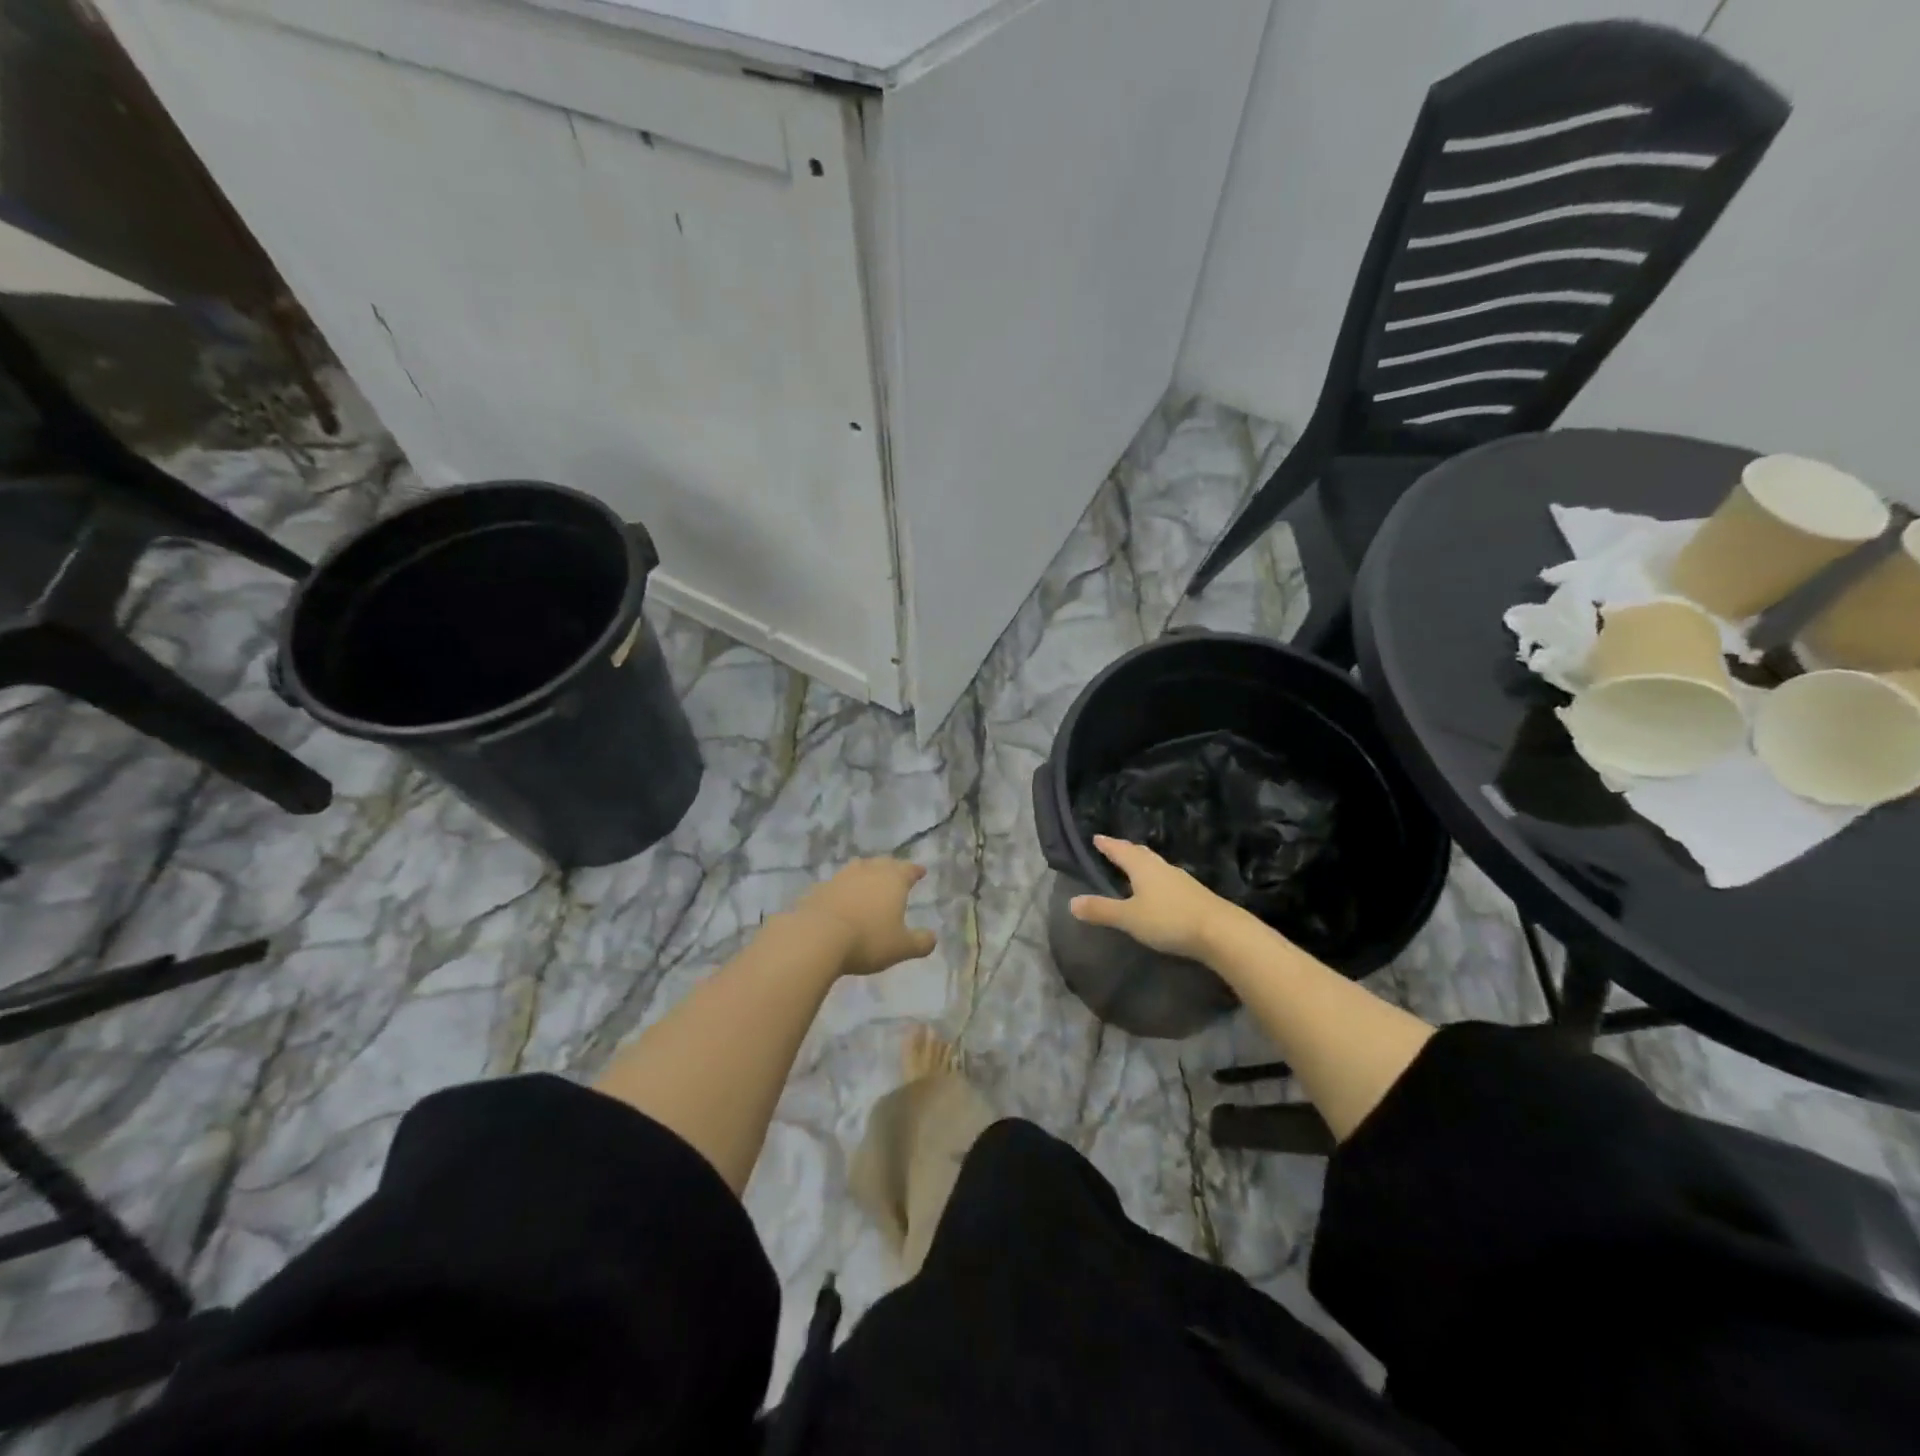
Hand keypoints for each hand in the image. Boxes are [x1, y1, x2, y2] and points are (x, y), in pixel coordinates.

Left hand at [792, 859, 937, 976]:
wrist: (817, 937)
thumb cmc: (868, 940)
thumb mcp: (901, 947)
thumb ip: (920, 942)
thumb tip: (933, 938)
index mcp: (893, 880)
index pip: (908, 869)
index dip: (915, 870)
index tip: (921, 871)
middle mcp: (868, 872)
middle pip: (883, 863)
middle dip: (891, 867)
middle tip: (896, 873)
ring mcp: (841, 878)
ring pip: (858, 868)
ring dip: (865, 873)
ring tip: (868, 880)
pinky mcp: (819, 889)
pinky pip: (836, 884)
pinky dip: (843, 889)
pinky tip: (842, 898)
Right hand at [1068, 836, 1237, 963]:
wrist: (1220, 931)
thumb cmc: (1169, 919)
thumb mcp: (1129, 917)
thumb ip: (1101, 910)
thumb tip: (1071, 902)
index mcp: (1142, 867)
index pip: (1120, 850)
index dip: (1107, 845)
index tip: (1096, 837)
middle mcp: (1161, 867)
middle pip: (1140, 853)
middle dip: (1125, 850)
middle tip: (1113, 848)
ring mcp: (1180, 879)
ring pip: (1155, 865)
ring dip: (1142, 863)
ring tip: (1133, 867)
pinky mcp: (1193, 894)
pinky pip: (1167, 878)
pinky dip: (1155, 878)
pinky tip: (1158, 889)